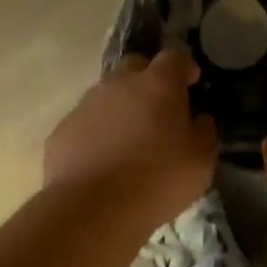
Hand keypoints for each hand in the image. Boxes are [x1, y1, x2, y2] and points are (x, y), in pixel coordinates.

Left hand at [44, 48, 217, 227]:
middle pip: (135, 66)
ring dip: (121, 107)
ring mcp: (85, 105)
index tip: (192, 83)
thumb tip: (199, 119)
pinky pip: (86, 122)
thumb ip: (204, 132)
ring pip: (107, 94)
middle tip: (160, 108)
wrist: (92, 209)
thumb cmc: (158, 180)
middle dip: (149, 79)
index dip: (185, 67)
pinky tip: (103, 160)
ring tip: (130, 140)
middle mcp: (118, 84)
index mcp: (157, 84)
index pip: (174, 57)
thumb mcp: (201, 161)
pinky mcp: (62, 130)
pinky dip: (98, 132)